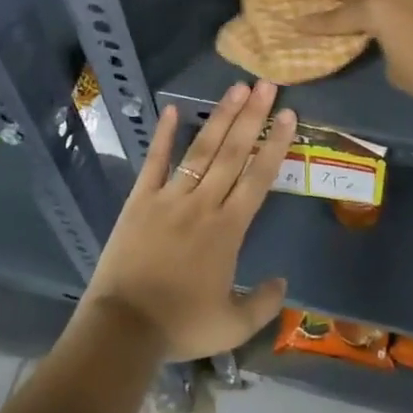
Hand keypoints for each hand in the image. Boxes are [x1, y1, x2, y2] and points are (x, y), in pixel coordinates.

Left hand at [77, 81, 293, 361]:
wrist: (123, 329)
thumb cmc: (180, 326)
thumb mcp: (232, 327)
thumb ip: (263, 304)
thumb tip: (283, 281)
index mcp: (228, 229)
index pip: (258, 177)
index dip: (275, 144)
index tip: (288, 114)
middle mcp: (203, 203)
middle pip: (233, 152)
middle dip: (252, 116)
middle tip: (266, 84)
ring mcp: (170, 197)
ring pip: (201, 150)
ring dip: (220, 118)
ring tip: (236, 88)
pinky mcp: (140, 200)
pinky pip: (154, 162)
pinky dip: (164, 136)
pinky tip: (173, 110)